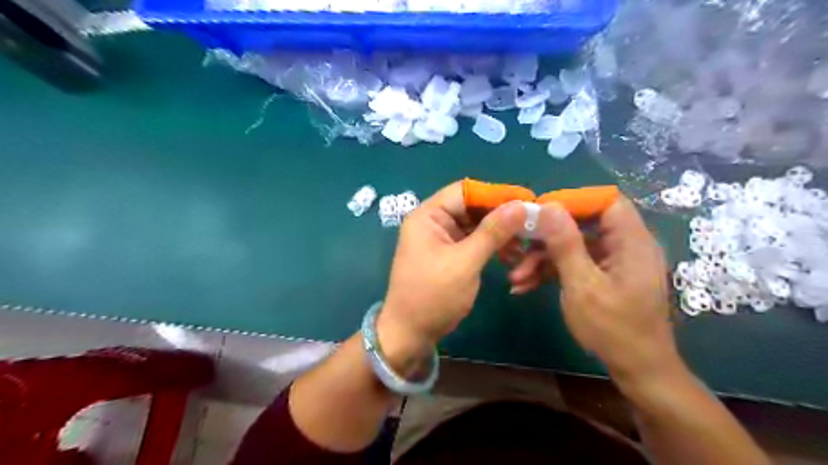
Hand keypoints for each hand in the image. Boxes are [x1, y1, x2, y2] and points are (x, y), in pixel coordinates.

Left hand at [378, 180, 522, 372]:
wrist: (411, 333)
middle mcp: (434, 221)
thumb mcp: (465, 262)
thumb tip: (521, 205)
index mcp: (428, 216)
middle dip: (500, 214)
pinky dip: (492, 245)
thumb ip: (492, 232)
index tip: (527, 199)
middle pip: (472, 206)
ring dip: (500, 231)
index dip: (496, 193)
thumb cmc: (432, 296)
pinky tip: (512, 254)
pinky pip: (475, 241)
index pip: (465, 191)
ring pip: (476, 224)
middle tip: (532, 221)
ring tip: (525, 242)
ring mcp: (442, 238)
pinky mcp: (450, 253)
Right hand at [508, 198, 682, 385]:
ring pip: (573, 245)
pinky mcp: (603, 275)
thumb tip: (548, 206)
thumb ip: (565, 244)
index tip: (538, 213)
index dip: (571, 201)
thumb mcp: (582, 285)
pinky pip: (575, 263)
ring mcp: (613, 261)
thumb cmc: (613, 329)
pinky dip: (551, 271)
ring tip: (515, 278)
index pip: (604, 200)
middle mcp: (624, 245)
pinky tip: (525, 286)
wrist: (636, 369)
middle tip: (518, 247)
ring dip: (542, 259)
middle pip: (582, 223)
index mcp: (631, 241)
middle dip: (546, 236)